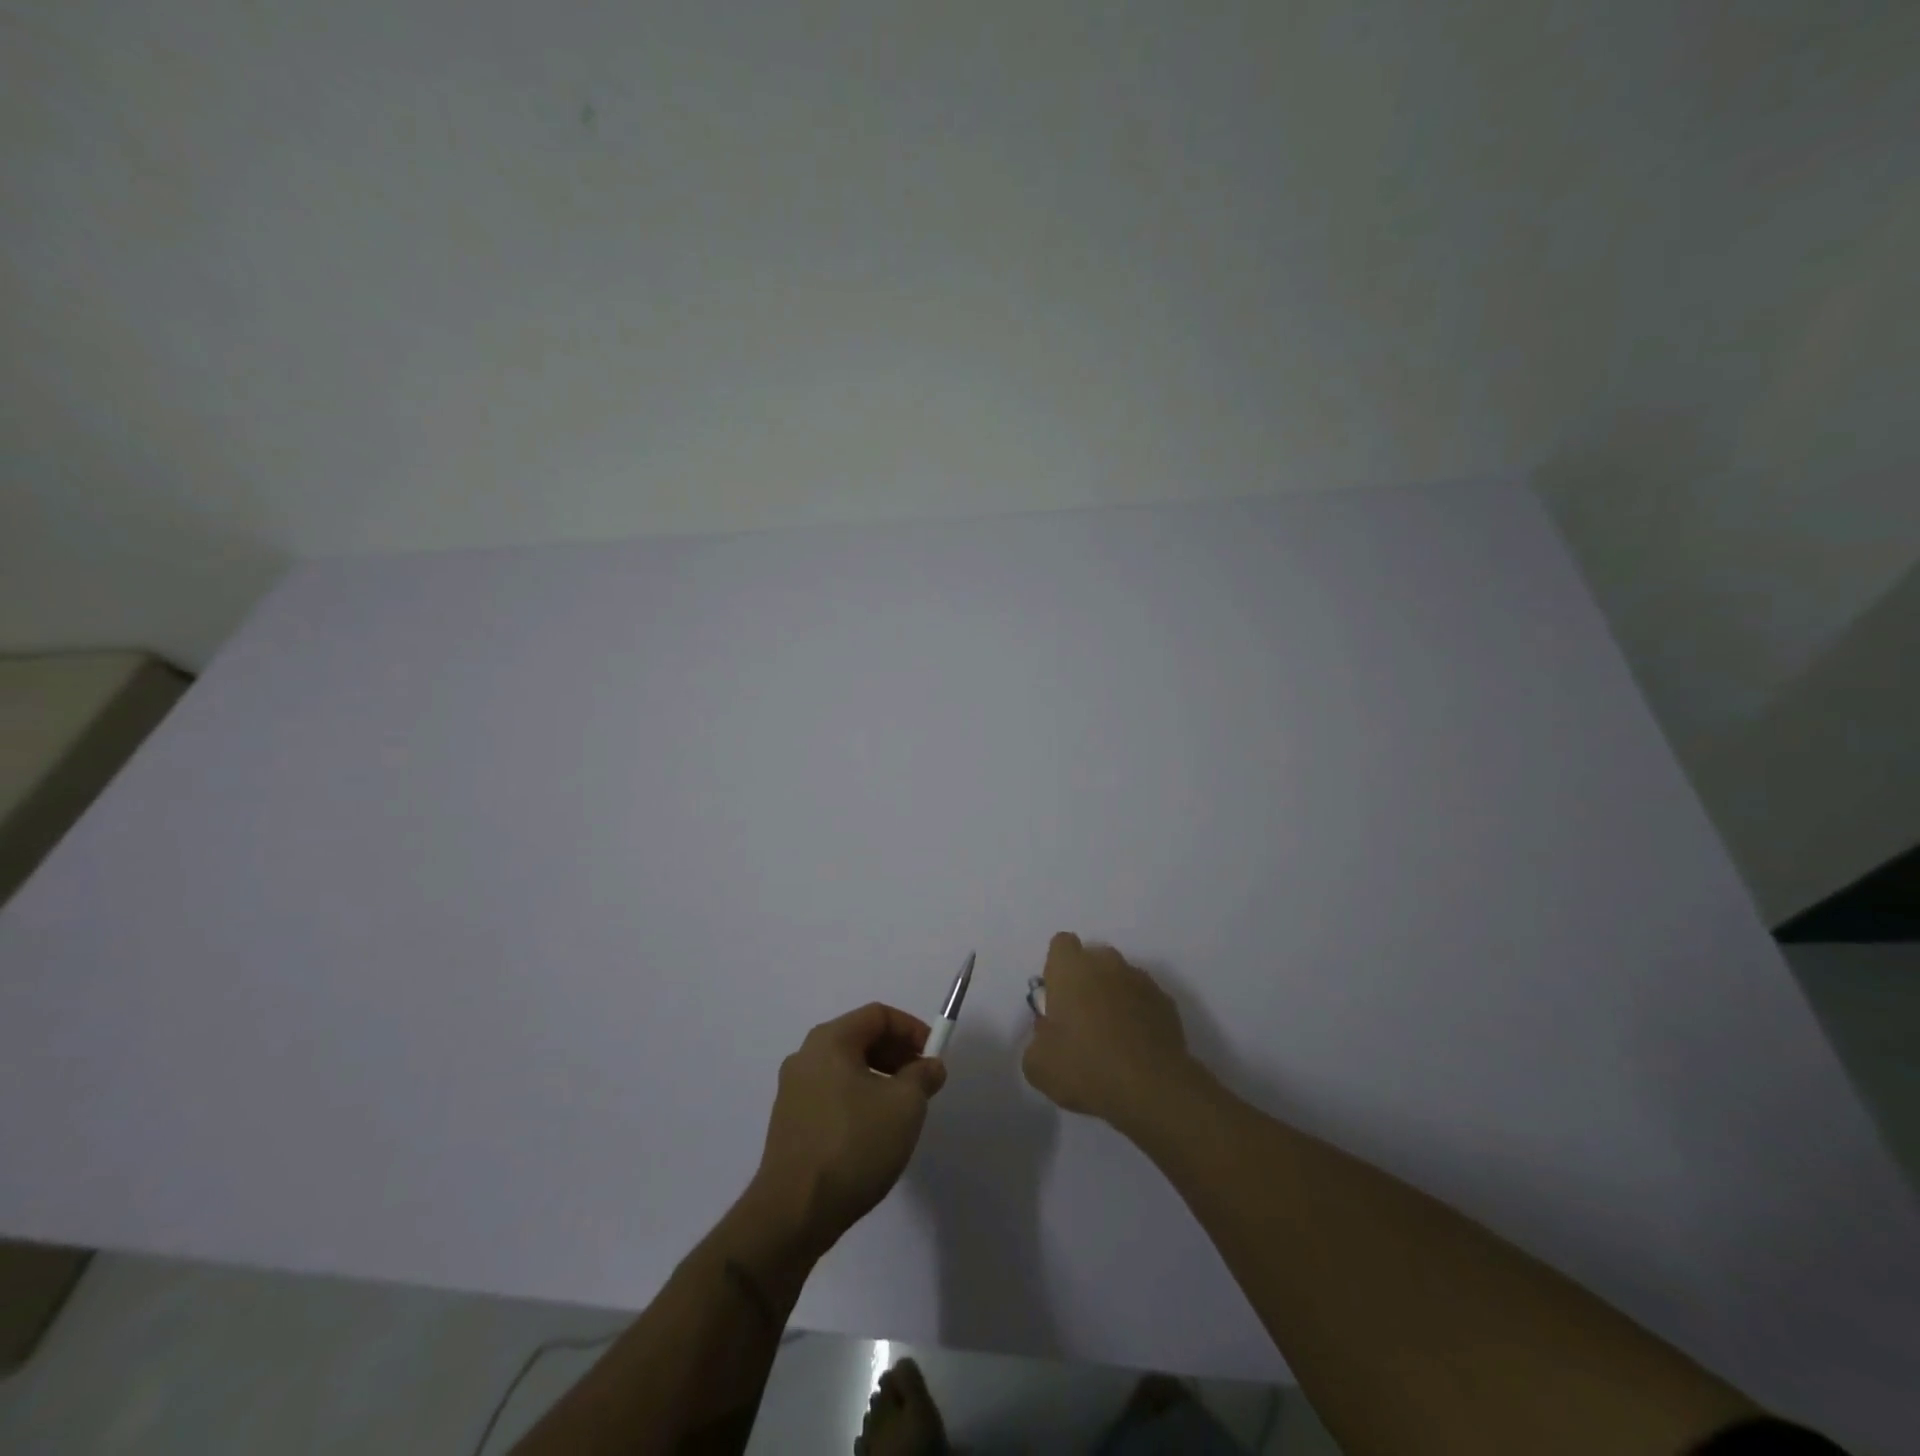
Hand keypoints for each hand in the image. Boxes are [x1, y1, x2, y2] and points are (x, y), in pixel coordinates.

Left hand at [750, 1003, 946, 1255]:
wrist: (794, 1213)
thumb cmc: (854, 1145)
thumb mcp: (905, 1106)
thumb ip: (923, 1076)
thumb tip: (930, 1066)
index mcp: (829, 1041)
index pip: (878, 1015)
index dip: (912, 1029)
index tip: (934, 1056)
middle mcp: (806, 1056)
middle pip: (860, 1038)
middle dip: (897, 1054)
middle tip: (923, 1082)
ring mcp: (793, 1090)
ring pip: (847, 1068)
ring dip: (880, 1078)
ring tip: (903, 1110)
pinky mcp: (789, 1122)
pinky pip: (832, 1094)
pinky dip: (859, 1099)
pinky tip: (874, 1132)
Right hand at [1022, 932, 1201, 1129]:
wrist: (1152, 1089)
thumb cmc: (1086, 1067)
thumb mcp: (1038, 1064)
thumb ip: (1037, 1038)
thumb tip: (1048, 1032)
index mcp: (1072, 968)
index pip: (1061, 944)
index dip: (1057, 968)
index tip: (1057, 998)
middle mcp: (1108, 964)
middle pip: (1093, 959)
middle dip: (1086, 981)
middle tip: (1081, 1020)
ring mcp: (1142, 980)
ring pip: (1120, 978)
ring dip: (1113, 997)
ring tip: (1111, 1037)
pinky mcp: (1167, 1002)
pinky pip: (1144, 1000)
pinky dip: (1138, 1014)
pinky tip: (1135, 1047)